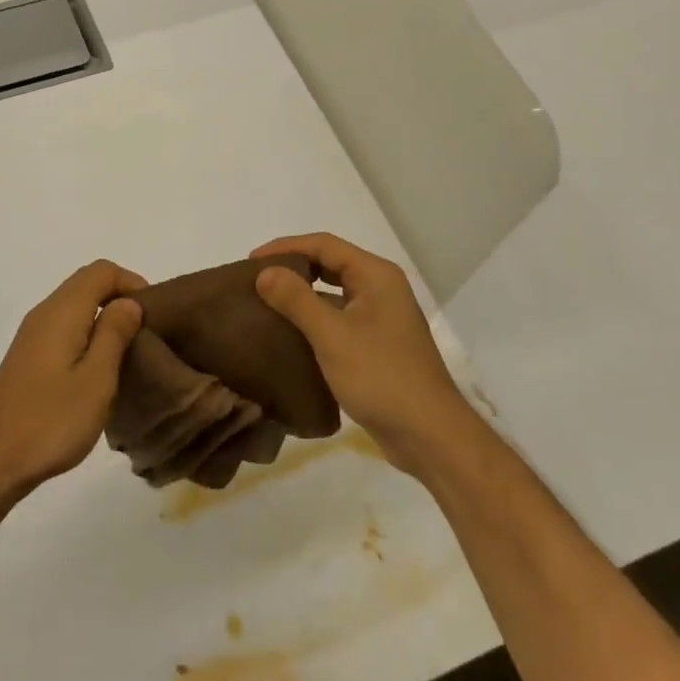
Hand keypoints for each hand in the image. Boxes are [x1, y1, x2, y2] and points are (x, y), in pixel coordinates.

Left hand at [0, 261, 144, 496]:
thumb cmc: (51, 421)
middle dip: (120, 297)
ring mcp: (31, 336)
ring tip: (128, 352)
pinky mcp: (27, 357)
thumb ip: (114, 334)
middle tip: (146, 333)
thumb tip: (129, 302)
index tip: (153, 314)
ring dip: (104, 318)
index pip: (101, 271)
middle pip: (86, 284)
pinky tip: (98, 369)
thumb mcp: (96, 379)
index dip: (131, 282)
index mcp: (61, 312)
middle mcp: (43, 314)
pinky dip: (87, 334)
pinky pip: (64, 327)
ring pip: (75, 306)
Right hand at [251, 233, 471, 474]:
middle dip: (292, 269)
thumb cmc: (381, 377)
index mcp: (376, 276)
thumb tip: (264, 272)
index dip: (285, 247)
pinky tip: (288, 335)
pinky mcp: (376, 345)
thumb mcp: (332, 336)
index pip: (324, 245)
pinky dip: (313, 321)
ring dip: (301, 296)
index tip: (250, 261)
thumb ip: (296, 300)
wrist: (429, 435)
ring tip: (264, 305)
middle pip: (330, 265)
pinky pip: (338, 320)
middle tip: (255, 281)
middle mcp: (381, 289)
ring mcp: (381, 318)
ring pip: (334, 294)